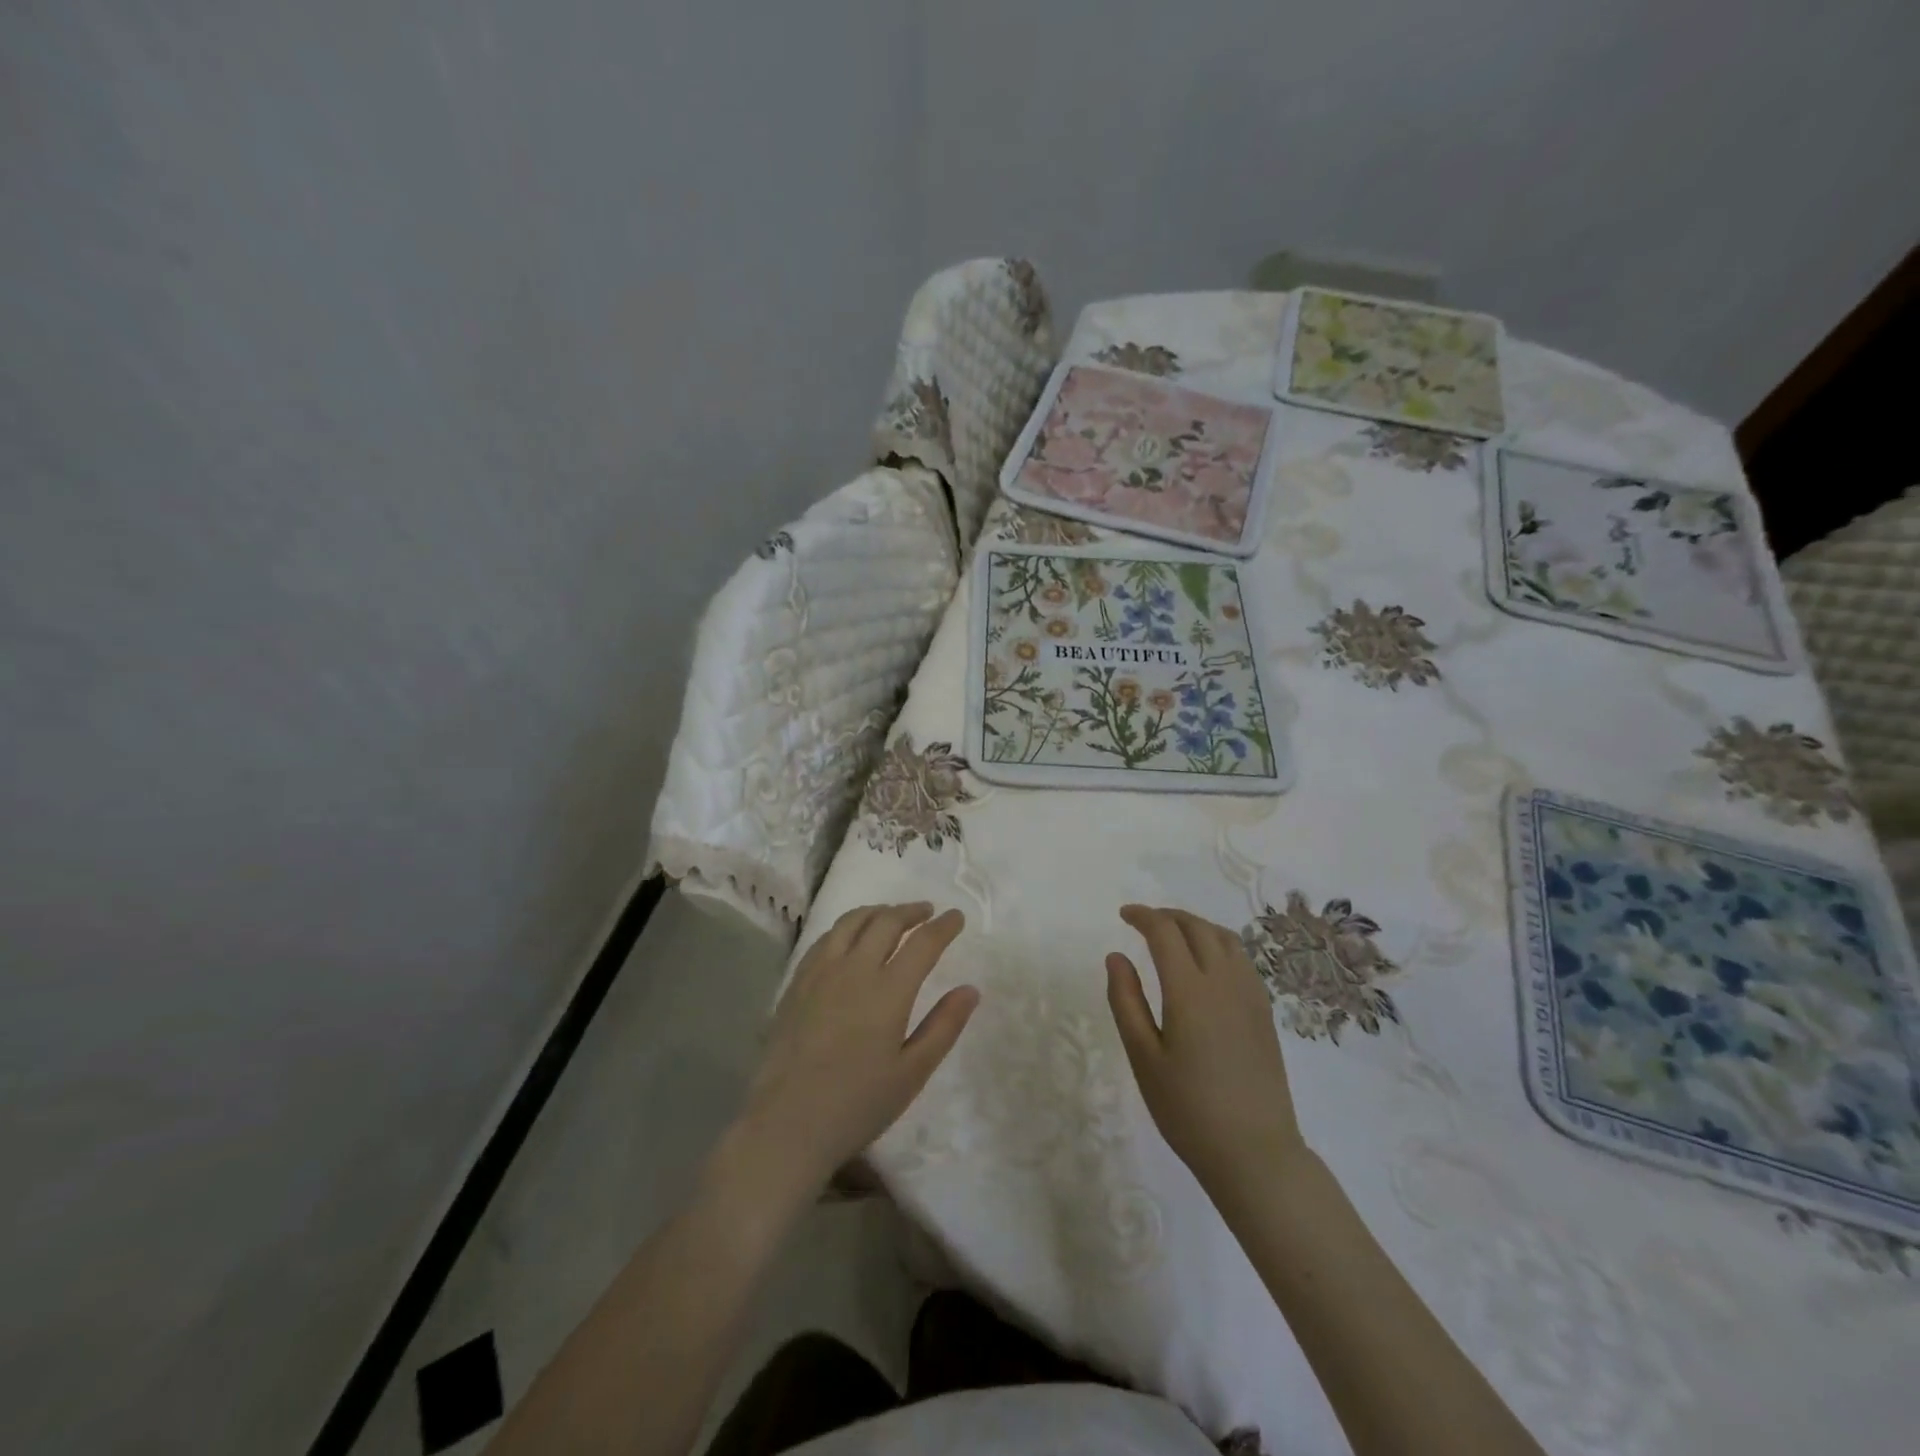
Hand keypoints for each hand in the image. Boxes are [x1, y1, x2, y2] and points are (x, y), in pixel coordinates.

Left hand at [735, 903, 977, 1198]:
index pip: (923, 943)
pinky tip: (850, 938)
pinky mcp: (796, 982)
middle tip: (927, 911)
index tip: (956, 917)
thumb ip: (943, 1026)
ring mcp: (820, 972)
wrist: (787, 1124)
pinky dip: (847, 927)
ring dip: (877, 912)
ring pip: (852, 922)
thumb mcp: (912, 1072)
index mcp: (888, 991)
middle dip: (911, 911)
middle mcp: (854, 969)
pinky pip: (825, 938)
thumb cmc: (857, 1105)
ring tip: (891, 915)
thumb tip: (970, 989)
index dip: (943, 926)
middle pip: (886, 922)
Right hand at [1106, 905, 1306, 1194]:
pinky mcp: (1264, 1012)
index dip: (1142, 916)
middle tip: (1144, 921)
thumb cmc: (1188, 1109)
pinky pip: (1242, 958)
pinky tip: (1207, 963)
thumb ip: (1126, 1001)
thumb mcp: (1143, 1058)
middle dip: (1168, 916)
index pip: (1165, 932)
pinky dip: (1218, 943)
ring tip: (1174, 934)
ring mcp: (1250, 995)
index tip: (1123, 915)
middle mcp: (1224, 982)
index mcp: (1189, 990)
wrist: (1255, 1153)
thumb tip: (1116, 956)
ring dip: (1196, 925)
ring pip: (1224, 938)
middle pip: (1197, 927)